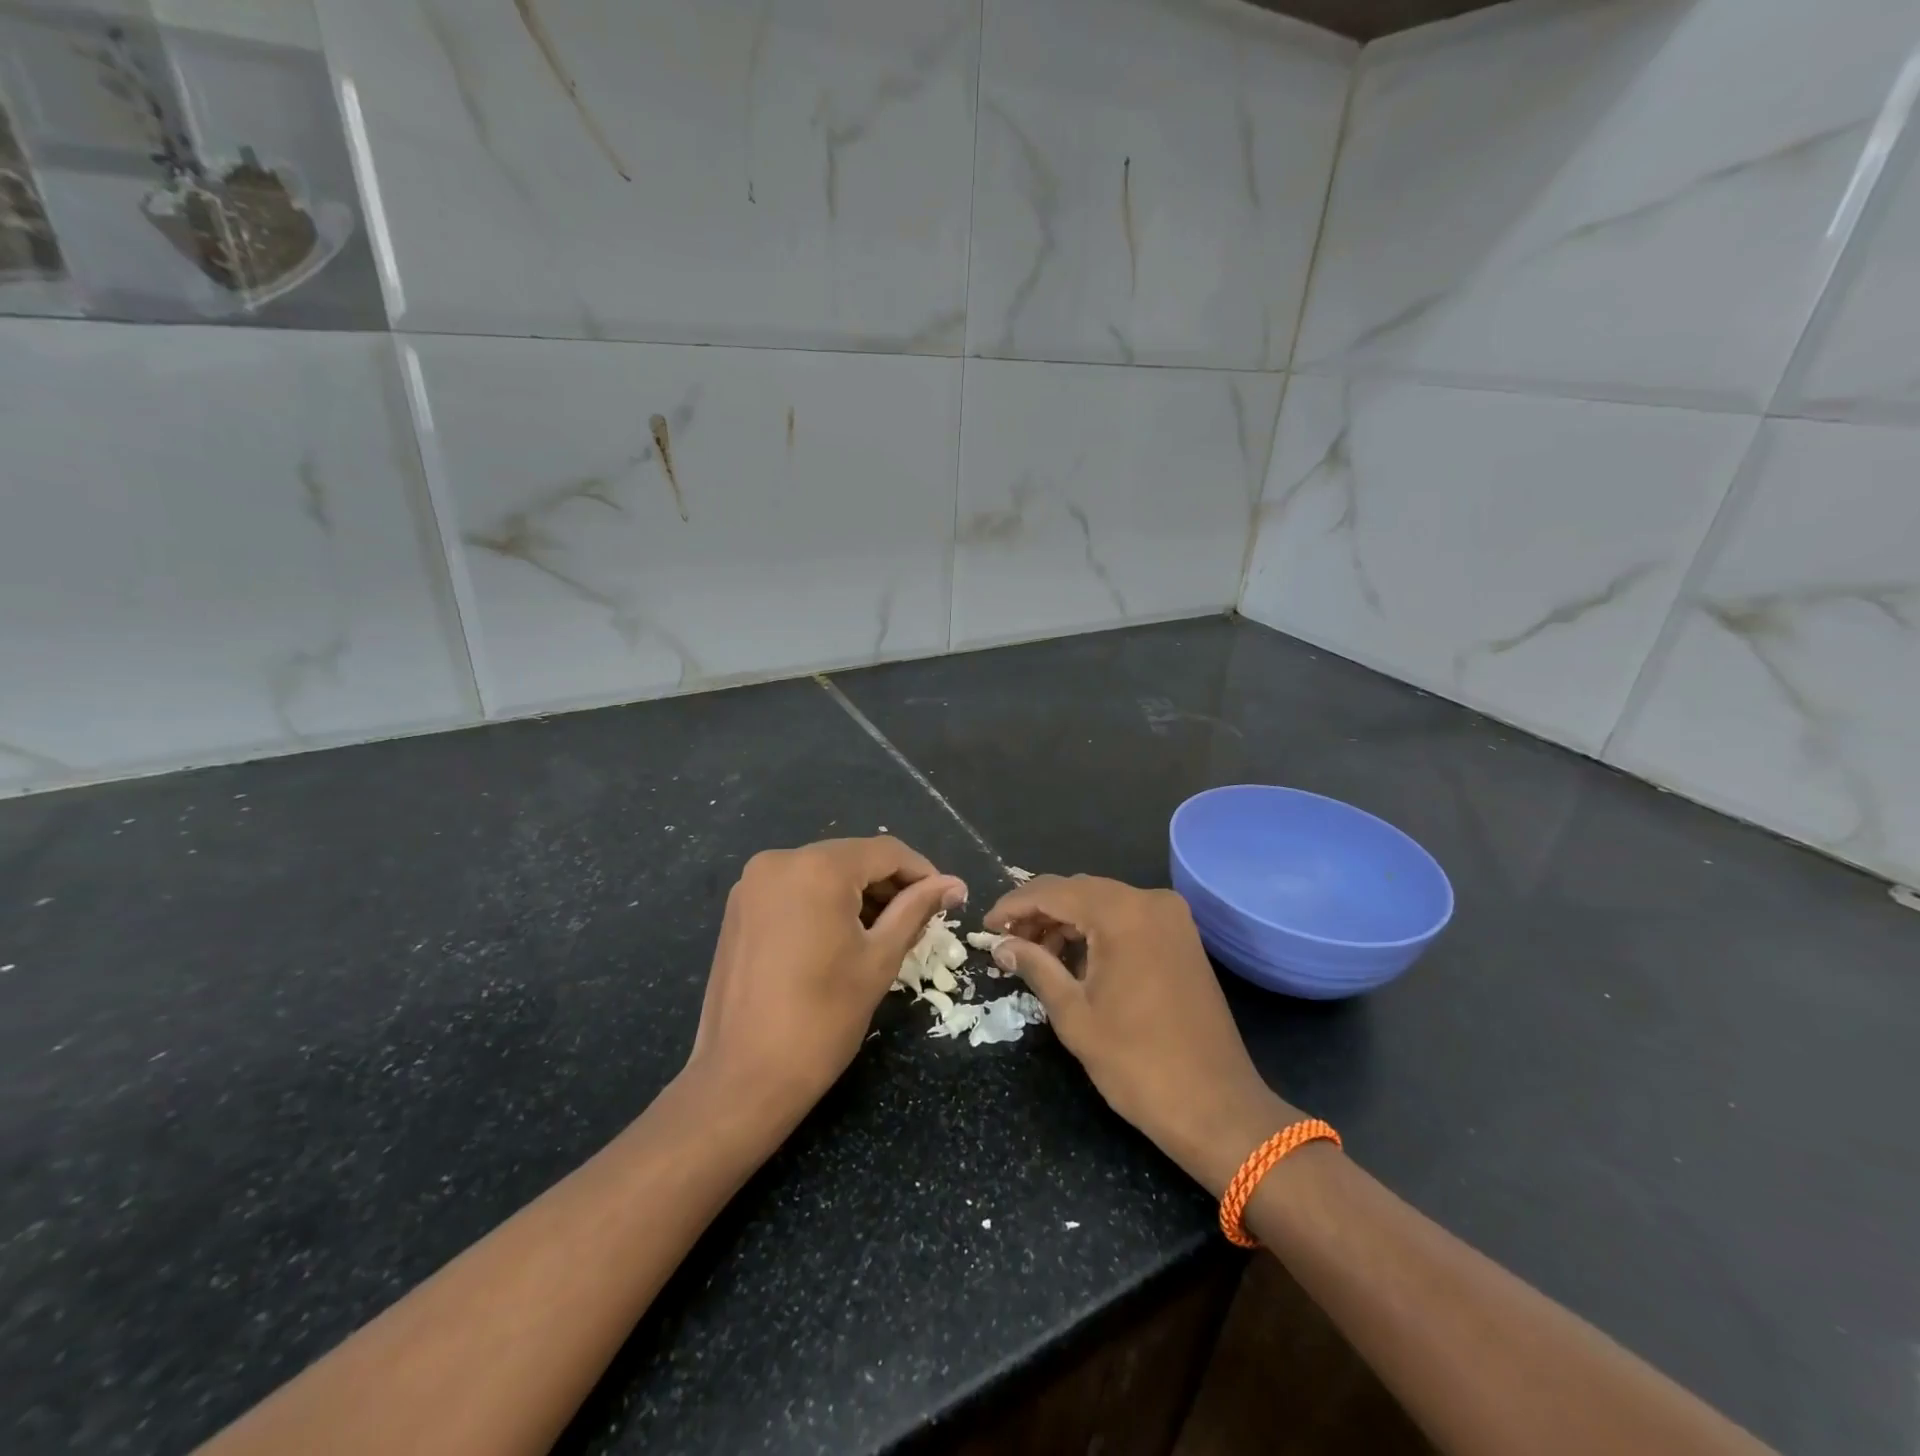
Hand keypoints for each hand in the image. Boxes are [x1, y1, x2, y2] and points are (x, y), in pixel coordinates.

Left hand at [687, 837, 965, 1117]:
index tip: (946, 899)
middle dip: (890, 885)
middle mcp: (780, 861)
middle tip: (919, 922)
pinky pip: (795, 889)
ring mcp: (752, 884)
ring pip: (823, 872)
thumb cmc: (823, 1018)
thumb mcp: (880, 959)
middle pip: (852, 858)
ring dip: (858, 894)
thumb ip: (917, 910)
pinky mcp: (739, 908)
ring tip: (885, 933)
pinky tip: (842, 937)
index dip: (922, 872)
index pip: (885, 851)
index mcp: (817, 868)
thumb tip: (955, 884)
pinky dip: (825, 903)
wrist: (743, 1078)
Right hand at [984, 875, 1298, 1196]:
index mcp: (1122, 913)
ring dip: (1067, 921)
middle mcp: (1150, 901)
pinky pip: (1127, 918)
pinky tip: (1073, 958)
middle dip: (1039, 911)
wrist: (1217, 1107)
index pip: (1053, 891)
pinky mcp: (1182, 938)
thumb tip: (1001, 945)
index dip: (1014, 906)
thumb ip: (1036, 967)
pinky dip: (1097, 931)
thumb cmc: (1137, 1063)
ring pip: (1103, 902)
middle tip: (1006, 941)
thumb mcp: (1075, 1015)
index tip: (985, 926)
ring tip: (1034, 953)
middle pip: (1079, 890)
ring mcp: (1172, 918)